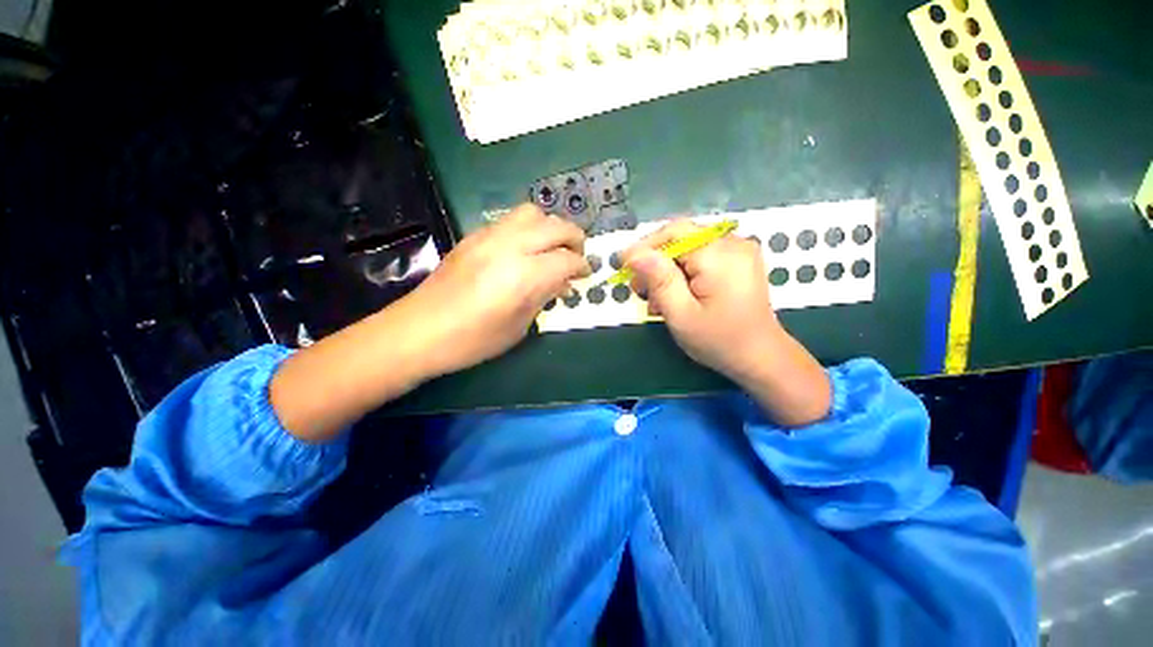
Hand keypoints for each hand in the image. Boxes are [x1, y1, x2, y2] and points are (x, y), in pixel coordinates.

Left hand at [403, 203, 589, 376]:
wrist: (419, 331)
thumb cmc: (473, 340)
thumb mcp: (519, 326)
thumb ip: (544, 298)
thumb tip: (563, 283)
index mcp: (524, 275)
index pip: (566, 259)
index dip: (582, 265)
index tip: (586, 273)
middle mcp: (510, 247)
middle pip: (555, 226)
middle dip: (574, 238)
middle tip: (576, 256)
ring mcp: (489, 237)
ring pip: (532, 213)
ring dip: (550, 227)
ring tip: (551, 248)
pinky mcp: (473, 236)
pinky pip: (510, 220)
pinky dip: (527, 229)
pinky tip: (524, 250)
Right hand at [622, 220, 779, 381]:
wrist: (761, 356)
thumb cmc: (719, 341)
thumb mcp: (681, 315)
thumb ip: (659, 280)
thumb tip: (634, 254)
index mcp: (719, 255)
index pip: (673, 232)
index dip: (644, 246)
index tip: (623, 267)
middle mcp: (732, 243)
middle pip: (680, 238)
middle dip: (655, 261)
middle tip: (640, 290)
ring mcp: (738, 249)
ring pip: (688, 247)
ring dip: (667, 269)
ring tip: (657, 299)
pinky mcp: (738, 259)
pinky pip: (701, 255)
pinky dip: (683, 271)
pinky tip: (676, 294)